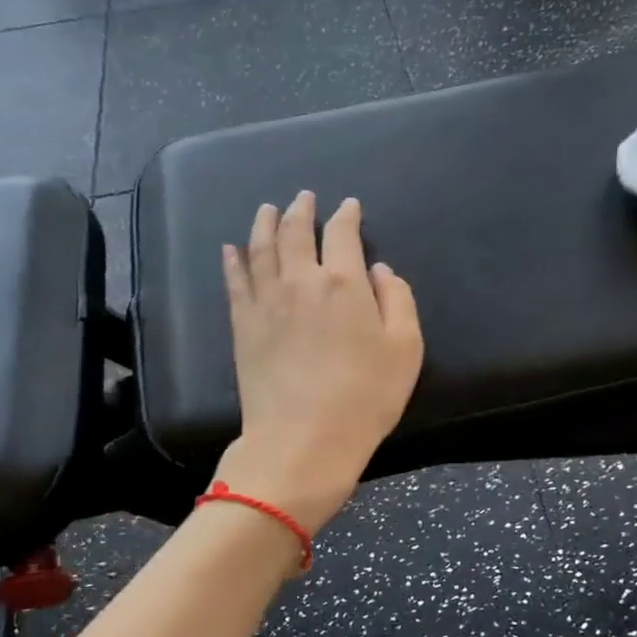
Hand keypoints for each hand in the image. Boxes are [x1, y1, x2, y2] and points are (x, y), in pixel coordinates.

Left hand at [215, 191, 423, 535]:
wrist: (303, 439)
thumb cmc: (365, 397)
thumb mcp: (405, 349)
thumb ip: (397, 299)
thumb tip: (379, 269)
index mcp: (344, 282)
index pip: (343, 233)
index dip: (347, 215)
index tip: (349, 206)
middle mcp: (301, 280)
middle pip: (296, 231)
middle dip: (302, 210)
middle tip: (303, 197)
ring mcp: (266, 301)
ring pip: (261, 248)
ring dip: (265, 223)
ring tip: (267, 209)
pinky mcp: (242, 324)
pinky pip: (235, 281)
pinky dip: (233, 260)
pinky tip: (231, 248)